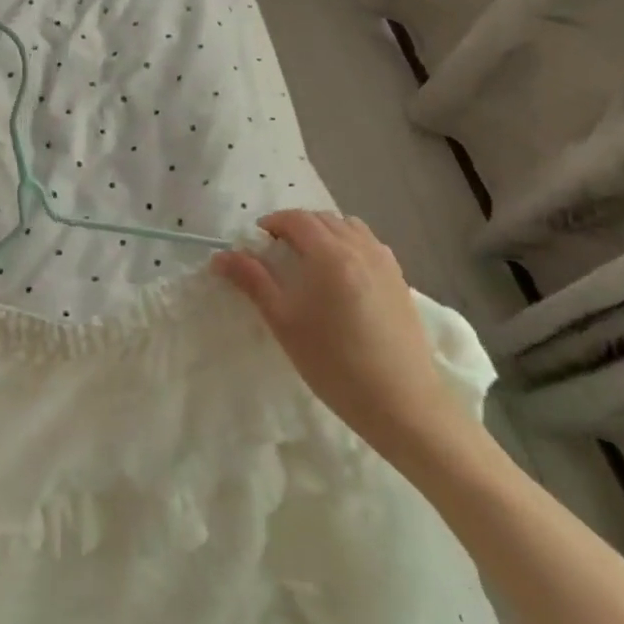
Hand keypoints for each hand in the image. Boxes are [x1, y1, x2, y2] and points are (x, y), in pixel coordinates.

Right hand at [212, 210, 473, 469]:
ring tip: (309, 263)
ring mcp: (385, 262)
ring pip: (348, 228)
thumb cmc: (334, 363)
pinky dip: (347, 245)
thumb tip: (220, 256)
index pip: (295, 219)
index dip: (271, 224)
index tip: (255, 245)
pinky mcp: (400, 280)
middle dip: (295, 227)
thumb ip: (252, 281)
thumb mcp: (284, 321)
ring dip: (324, 233)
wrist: (403, 404)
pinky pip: (368, 245)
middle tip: (276, 255)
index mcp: (329, 253)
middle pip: (322, 219)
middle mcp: (360, 247)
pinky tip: (341, 279)